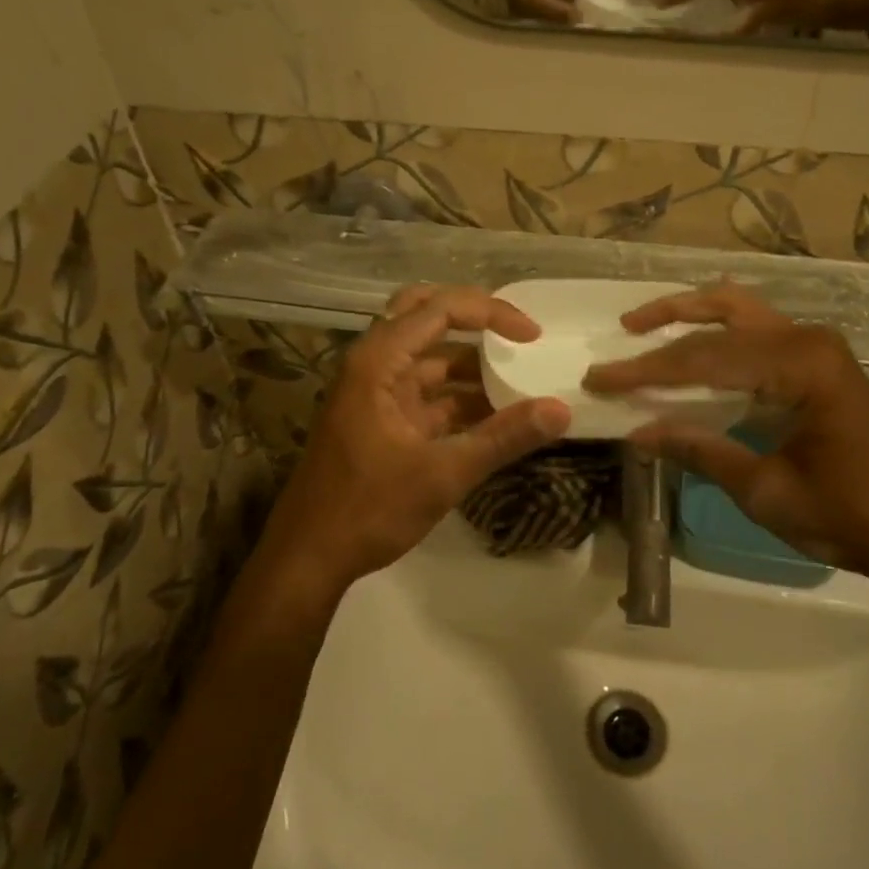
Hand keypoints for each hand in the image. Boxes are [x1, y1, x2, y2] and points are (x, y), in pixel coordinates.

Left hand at [264, 285, 571, 598]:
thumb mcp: (442, 474)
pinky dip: (458, 399)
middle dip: (473, 320)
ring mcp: (375, 394)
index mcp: (378, 361)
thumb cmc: (368, 509)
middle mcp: (374, 365)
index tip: (532, 335)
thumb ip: (502, 438)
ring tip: (518, 380)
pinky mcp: (381, 421)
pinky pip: (426, 394)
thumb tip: (560, 410)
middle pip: (425, 316)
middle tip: (516, 334)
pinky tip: (495, 417)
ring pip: (428, 359)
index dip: (490, 313)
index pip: (439, 309)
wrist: (308, 558)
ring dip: (469, 367)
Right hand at [581, 285, 868, 587]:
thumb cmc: (850, 517)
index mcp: (800, 365)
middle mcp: (808, 340)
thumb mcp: (765, 490)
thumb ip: (700, 451)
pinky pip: (758, 331)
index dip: (647, 370)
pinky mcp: (820, 363)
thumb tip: (638, 432)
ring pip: (743, 310)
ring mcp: (818, 347)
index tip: (600, 378)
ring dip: (694, 313)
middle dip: (666, 324)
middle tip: (623, 331)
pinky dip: (719, 332)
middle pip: (723, 316)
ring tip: (648, 324)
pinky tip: (696, 343)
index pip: (705, 359)